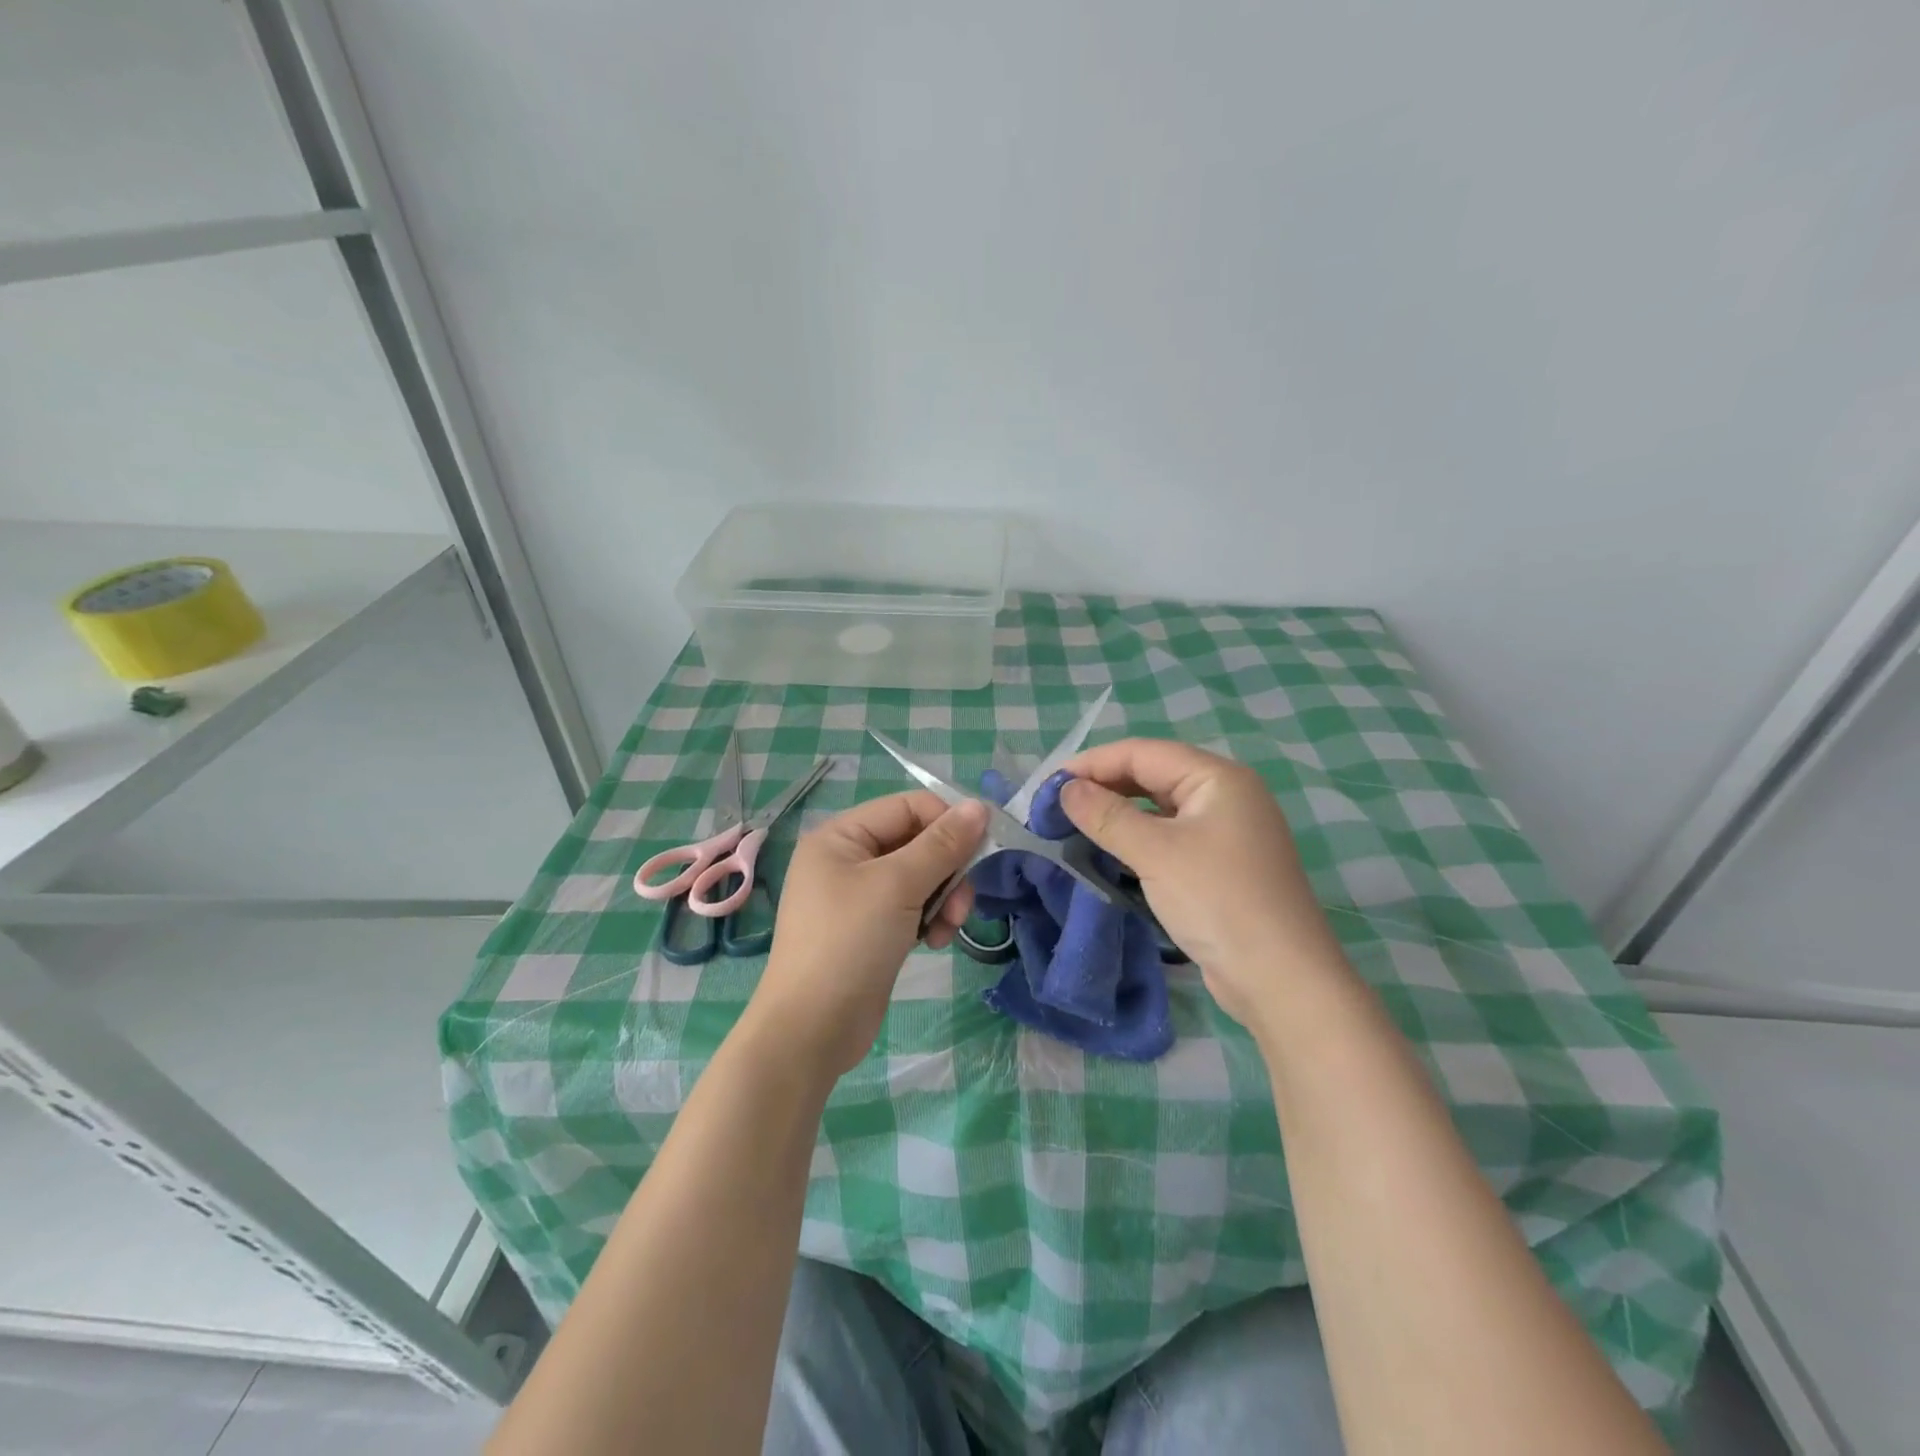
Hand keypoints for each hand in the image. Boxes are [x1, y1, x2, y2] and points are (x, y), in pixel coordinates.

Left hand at [748, 792, 987, 1076]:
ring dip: (943, 898)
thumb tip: (980, 806)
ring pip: (919, 878)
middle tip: (962, 903)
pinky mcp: (870, 929)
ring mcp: (857, 897)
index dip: (946, 823)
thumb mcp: (898, 886)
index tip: (979, 851)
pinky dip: (928, 919)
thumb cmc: (849, 943)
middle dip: (947, 870)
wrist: (812, 1030)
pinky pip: (910, 907)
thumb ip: (942, 844)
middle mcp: (846, 859)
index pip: (907, 807)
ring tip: (948, 928)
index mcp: (840, 836)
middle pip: (916, 843)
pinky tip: (934, 942)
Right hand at [1059, 738, 1349, 1032]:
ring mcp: (1226, 832)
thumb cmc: (1218, 902)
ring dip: (1117, 814)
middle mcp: (1225, 795)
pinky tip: (1109, 851)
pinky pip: (1169, 837)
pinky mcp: (1220, 865)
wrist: (1281, 980)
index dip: (1092, 763)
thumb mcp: (1156, 853)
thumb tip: (1064, 789)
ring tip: (1073, 826)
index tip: (1047, 785)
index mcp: (1217, 778)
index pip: (1143, 753)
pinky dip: (1137, 839)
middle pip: (1152, 776)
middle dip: (1103, 786)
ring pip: (1159, 808)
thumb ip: (1107, 816)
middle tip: (1055, 807)